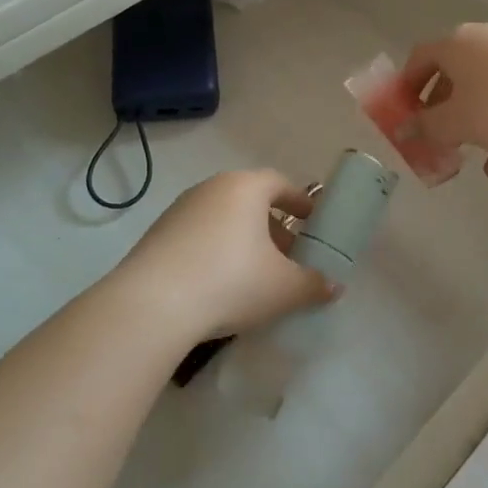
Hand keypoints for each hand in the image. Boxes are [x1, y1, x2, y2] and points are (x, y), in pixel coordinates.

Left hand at [112, 170, 338, 339]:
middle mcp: (211, 188)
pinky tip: (218, 283)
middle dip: (272, 226)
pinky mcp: (157, 234)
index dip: (299, 201)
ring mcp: (179, 209)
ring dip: (242, 239)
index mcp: (245, 188)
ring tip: (254, 273)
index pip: (279, 183)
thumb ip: (314, 284)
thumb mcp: (284, 288)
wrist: (153, 304)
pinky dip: (214, 250)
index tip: (312, 220)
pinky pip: (197, 235)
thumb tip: (334, 286)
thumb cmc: (231, 281)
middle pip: (250, 201)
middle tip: (287, 255)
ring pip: (222, 218)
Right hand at [399, 24, 487, 175]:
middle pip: (453, 72)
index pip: (419, 58)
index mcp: (457, 44)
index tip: (403, 113)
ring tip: (468, 152)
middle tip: (435, 134)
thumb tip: (404, 129)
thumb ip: (426, 127)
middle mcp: (486, 39)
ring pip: (486, 87)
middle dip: (440, 107)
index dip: (405, 86)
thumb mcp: (456, 123)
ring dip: (473, 118)